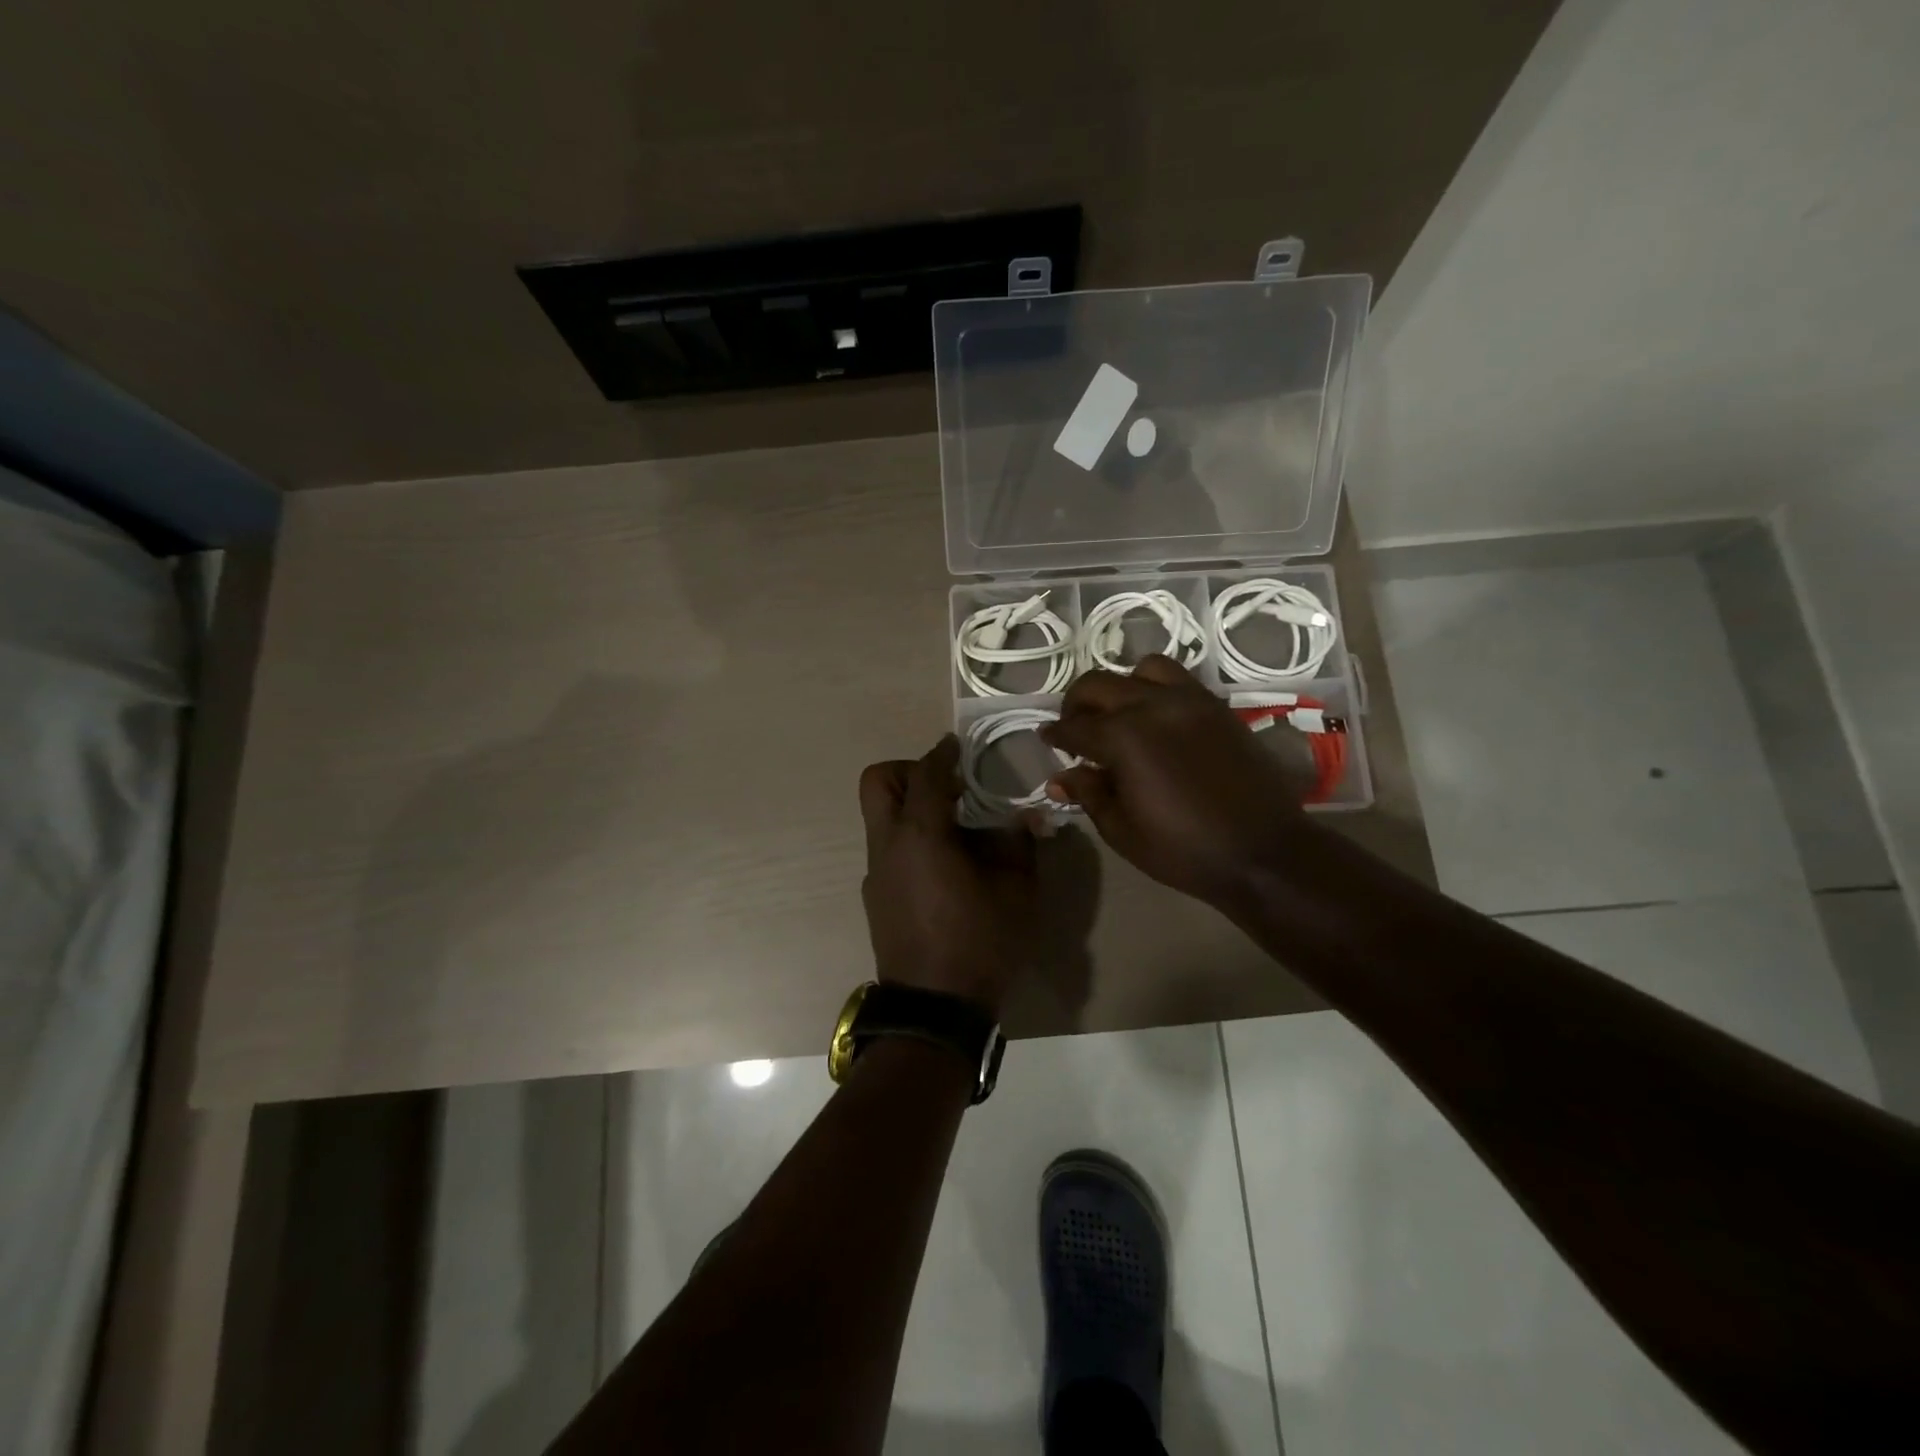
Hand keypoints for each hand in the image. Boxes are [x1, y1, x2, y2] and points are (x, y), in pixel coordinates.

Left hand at [858, 735, 1039, 1015]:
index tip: (958, 746)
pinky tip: (943, 866)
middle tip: (947, 786)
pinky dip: (909, 838)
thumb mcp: (1017, 892)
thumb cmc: (980, 943)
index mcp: (921, 835)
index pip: (925, 774)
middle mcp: (888, 845)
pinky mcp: (874, 895)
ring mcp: (876, 871)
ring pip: (879, 816)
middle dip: (908, 770)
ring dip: (909, 806)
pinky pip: (887, 847)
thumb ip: (1020, 845)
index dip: (942, 754)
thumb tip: (1027, 817)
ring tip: (953, 828)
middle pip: (877, 782)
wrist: (935, 1008)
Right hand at [1042, 655, 1312, 907]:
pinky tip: (1156, 717)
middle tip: (1074, 726)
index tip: (1046, 739)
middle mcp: (1152, 706)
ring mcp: (1189, 700)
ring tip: (1119, 713)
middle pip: (1098, 685)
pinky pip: (1179, 679)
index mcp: (1123, 737)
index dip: (1055, 734)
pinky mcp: (1217, 706)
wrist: (1264, 851)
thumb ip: (1088, 794)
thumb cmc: (1184, 849)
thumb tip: (1060, 776)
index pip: (1074, 726)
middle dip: (1077, 703)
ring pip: (1142, 669)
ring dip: (1121, 687)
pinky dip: (1157, 688)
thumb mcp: (1122, 830)